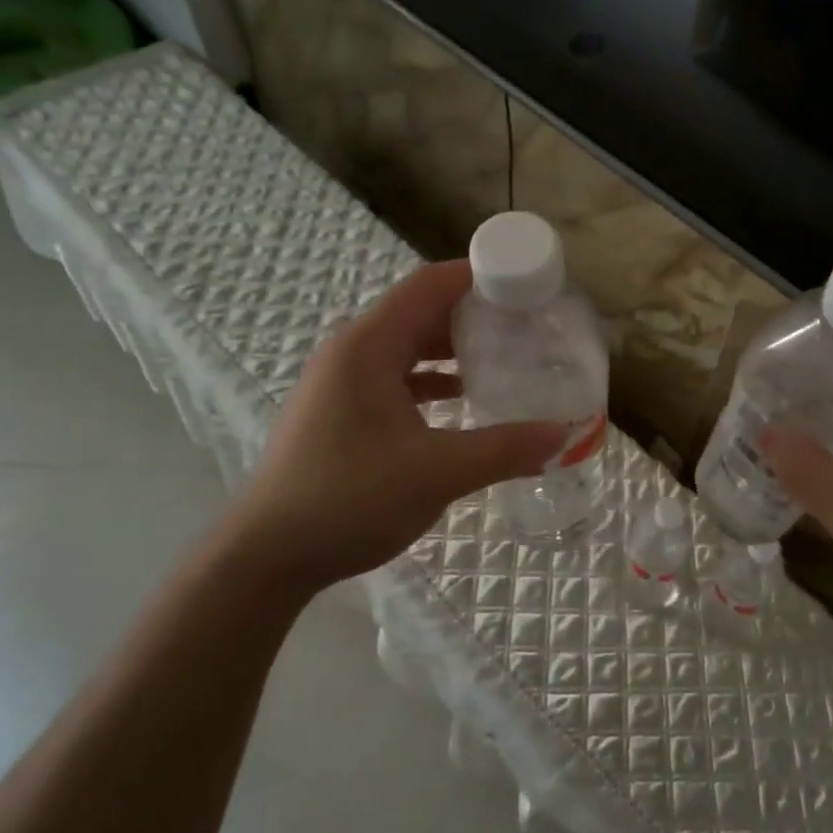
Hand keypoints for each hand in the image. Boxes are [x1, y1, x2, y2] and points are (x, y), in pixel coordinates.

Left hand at [220, 261, 564, 593]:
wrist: (267, 556)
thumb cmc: (349, 500)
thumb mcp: (436, 473)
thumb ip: (504, 449)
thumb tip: (565, 435)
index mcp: (368, 345)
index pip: (430, 285)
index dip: (479, 277)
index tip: (527, 284)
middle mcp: (352, 351)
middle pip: (421, 312)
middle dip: (474, 315)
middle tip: (527, 325)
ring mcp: (341, 382)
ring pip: (407, 347)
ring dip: (453, 349)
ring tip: (505, 358)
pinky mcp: (340, 410)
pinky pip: (395, 377)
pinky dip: (431, 380)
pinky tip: (464, 401)